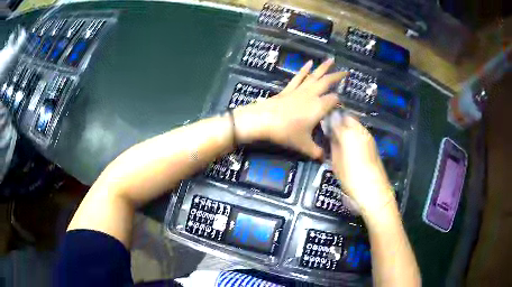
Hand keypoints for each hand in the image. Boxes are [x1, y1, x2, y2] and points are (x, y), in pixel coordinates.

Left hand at [233, 59, 346, 158]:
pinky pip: (299, 77)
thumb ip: (316, 152)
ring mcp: (300, 90)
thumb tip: (324, 159)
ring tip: (331, 60)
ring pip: (314, 76)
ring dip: (323, 68)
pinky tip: (309, 63)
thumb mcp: (304, 145)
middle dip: (337, 77)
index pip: (334, 100)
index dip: (339, 103)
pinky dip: (304, 69)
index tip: (340, 108)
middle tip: (346, 72)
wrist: (263, 121)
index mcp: (319, 107)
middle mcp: (312, 95)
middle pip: (327, 82)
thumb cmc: (286, 132)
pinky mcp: (289, 89)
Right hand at [329, 115, 395, 214]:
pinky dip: (355, 135)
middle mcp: (360, 130)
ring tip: (340, 139)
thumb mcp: (336, 162)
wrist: (373, 190)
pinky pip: (361, 133)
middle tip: (332, 132)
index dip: (329, 120)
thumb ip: (333, 143)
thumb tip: (330, 133)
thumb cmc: (351, 178)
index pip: (336, 118)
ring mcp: (368, 136)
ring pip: (356, 125)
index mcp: (348, 133)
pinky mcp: (373, 144)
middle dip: (340, 122)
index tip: (324, 126)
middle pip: (348, 118)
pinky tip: (351, 146)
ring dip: (348, 128)